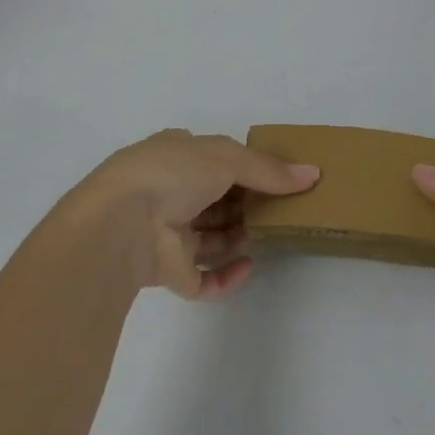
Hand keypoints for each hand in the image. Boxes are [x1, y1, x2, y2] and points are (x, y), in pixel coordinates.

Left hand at [66, 130, 319, 299]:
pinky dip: (226, 275)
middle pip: (214, 200)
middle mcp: (166, 193)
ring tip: (271, 234)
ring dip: (238, 236)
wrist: (121, 223)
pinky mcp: (168, 272)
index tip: (274, 176)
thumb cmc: (172, 174)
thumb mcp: (227, 157)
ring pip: (210, 238)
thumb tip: (313, 174)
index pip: (210, 159)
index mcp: (172, 156)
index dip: (240, 166)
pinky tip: (248, 266)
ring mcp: (165, 235)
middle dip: (245, 204)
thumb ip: (269, 169)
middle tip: (282, 207)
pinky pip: (202, 278)